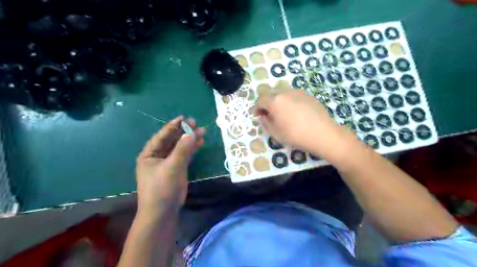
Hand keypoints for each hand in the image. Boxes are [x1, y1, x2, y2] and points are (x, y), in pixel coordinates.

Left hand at [137, 116, 205, 213]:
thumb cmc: (162, 188)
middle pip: (172, 140)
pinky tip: (200, 143)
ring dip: (190, 140)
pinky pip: (185, 155)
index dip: (173, 126)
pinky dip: (192, 149)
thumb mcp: (172, 167)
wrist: (163, 212)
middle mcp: (157, 156)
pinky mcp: (177, 169)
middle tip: (196, 123)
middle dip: (183, 132)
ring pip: (180, 147)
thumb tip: (192, 133)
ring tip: (202, 131)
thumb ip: (182, 149)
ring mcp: (168, 163)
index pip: (162, 136)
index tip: (184, 117)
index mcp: (149, 154)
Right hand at [255, 87, 354, 159]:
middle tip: (268, 113)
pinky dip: (289, 101)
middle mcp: (286, 92)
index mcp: (275, 100)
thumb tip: (263, 116)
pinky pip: (294, 95)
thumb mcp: (275, 133)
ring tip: (282, 112)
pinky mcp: (309, 95)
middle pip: (271, 92)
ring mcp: (299, 92)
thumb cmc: (296, 135)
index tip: (258, 116)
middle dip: (266, 102)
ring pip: (283, 92)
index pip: (261, 100)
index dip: (257, 108)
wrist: (323, 134)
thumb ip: (265, 122)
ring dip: (278, 100)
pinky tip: (295, 112)